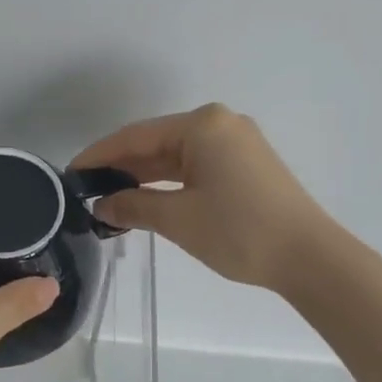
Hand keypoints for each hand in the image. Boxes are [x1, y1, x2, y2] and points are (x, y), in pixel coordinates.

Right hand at [72, 104, 336, 291]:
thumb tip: (102, 205)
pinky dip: (170, 182)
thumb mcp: (178, 219)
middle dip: (122, 167)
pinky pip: (197, 166)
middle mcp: (220, 124)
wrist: (310, 257)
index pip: (136, 136)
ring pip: (176, 155)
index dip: (99, 155)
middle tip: (86, 191)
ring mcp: (237, 143)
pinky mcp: (247, 164)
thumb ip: (134, 205)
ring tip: (110, 199)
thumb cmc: (239, 231)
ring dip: (145, 177)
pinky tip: (147, 199)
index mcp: (202, 125)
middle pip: (156, 142)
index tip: (70, 174)